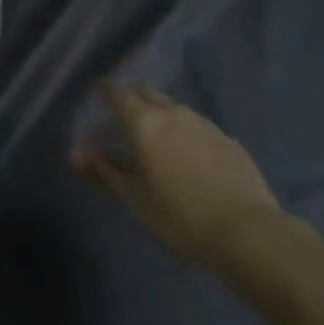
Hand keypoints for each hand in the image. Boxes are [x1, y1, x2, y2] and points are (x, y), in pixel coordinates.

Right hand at [72, 81, 281, 267]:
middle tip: (123, 124)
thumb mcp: (135, 199)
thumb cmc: (180, 217)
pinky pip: (196, 127)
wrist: (248, 232)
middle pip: (145, 93)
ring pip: (172, 108)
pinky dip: (184, 135)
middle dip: (131, 101)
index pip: (116, 92)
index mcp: (143, 121)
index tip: (97, 98)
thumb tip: (75, 153)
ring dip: (159, 117)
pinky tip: (189, 161)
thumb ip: (103, 172)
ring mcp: (203, 122)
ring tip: (156, 145)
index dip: (104, 92)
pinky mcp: (227, 139)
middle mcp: (171, 111)